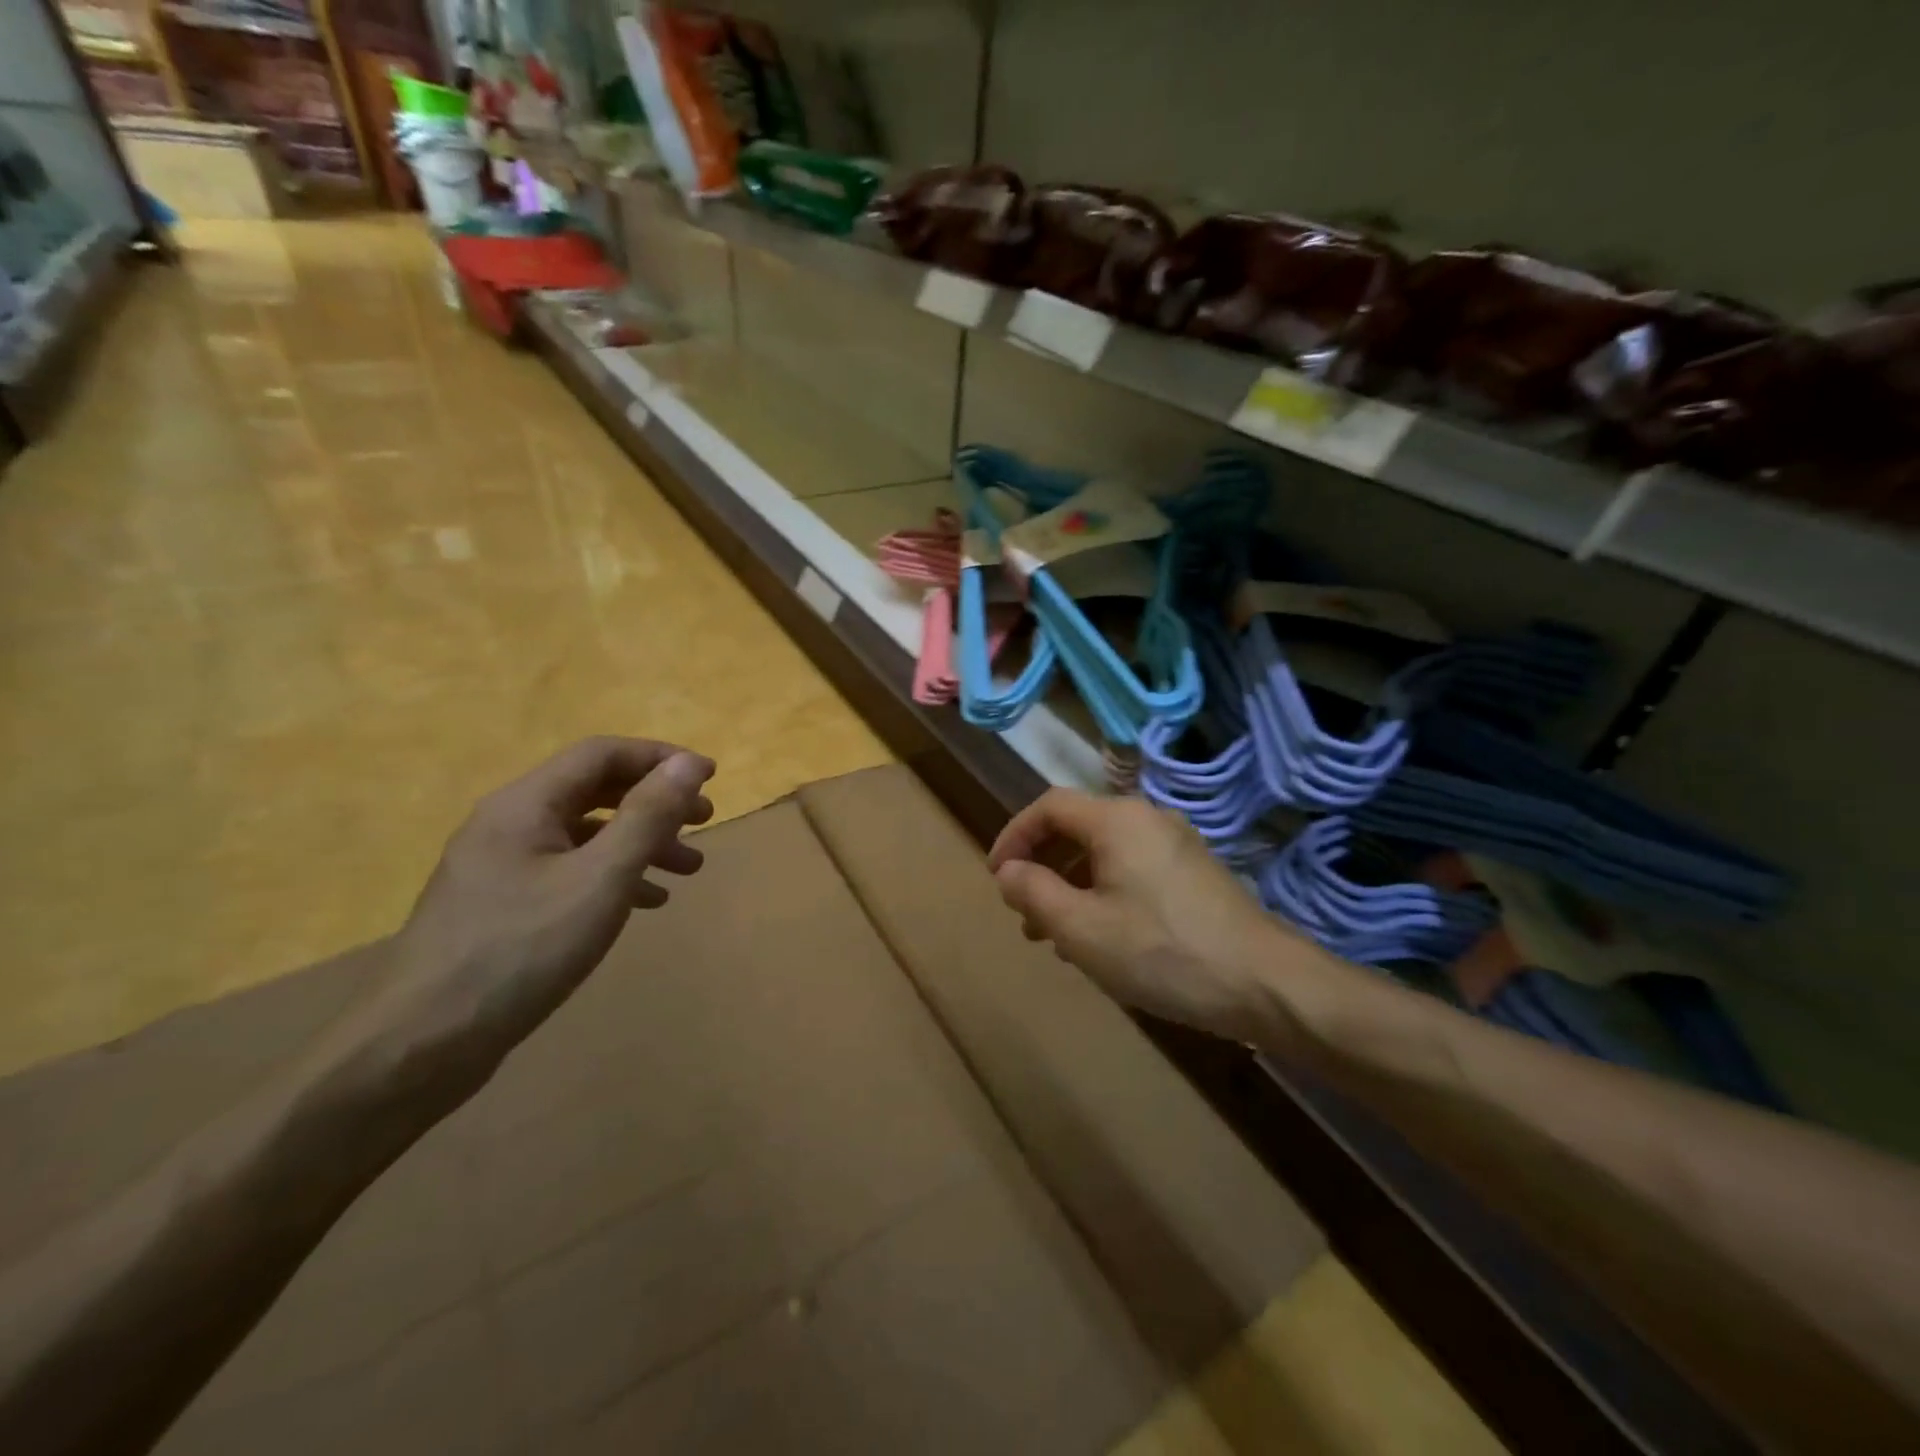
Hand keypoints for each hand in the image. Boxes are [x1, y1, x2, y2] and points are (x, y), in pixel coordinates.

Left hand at [330, 737, 715, 1101]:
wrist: (420, 1046)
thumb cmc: (520, 951)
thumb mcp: (601, 879)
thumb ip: (648, 816)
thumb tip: (689, 763)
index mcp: (525, 804)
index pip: (602, 754)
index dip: (661, 758)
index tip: (710, 778)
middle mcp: (509, 823)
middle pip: (595, 790)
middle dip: (655, 801)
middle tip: (705, 821)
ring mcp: (500, 866)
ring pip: (585, 834)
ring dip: (641, 841)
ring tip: (688, 868)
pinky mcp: (501, 906)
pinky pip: (569, 871)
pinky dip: (613, 875)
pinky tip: (645, 902)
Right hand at [988, 790, 1309, 1042]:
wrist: (1265, 984)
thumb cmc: (1162, 952)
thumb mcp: (1082, 928)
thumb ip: (1034, 892)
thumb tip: (1009, 871)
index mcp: (1117, 820)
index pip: (1049, 806)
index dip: (1014, 836)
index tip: (998, 878)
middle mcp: (1147, 819)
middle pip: (1077, 827)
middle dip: (1042, 866)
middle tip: (1024, 913)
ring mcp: (1176, 845)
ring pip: (1105, 853)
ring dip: (1071, 885)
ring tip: (1055, 936)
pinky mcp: (1195, 873)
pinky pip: (1132, 869)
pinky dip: (1103, 893)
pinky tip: (1101, 939)